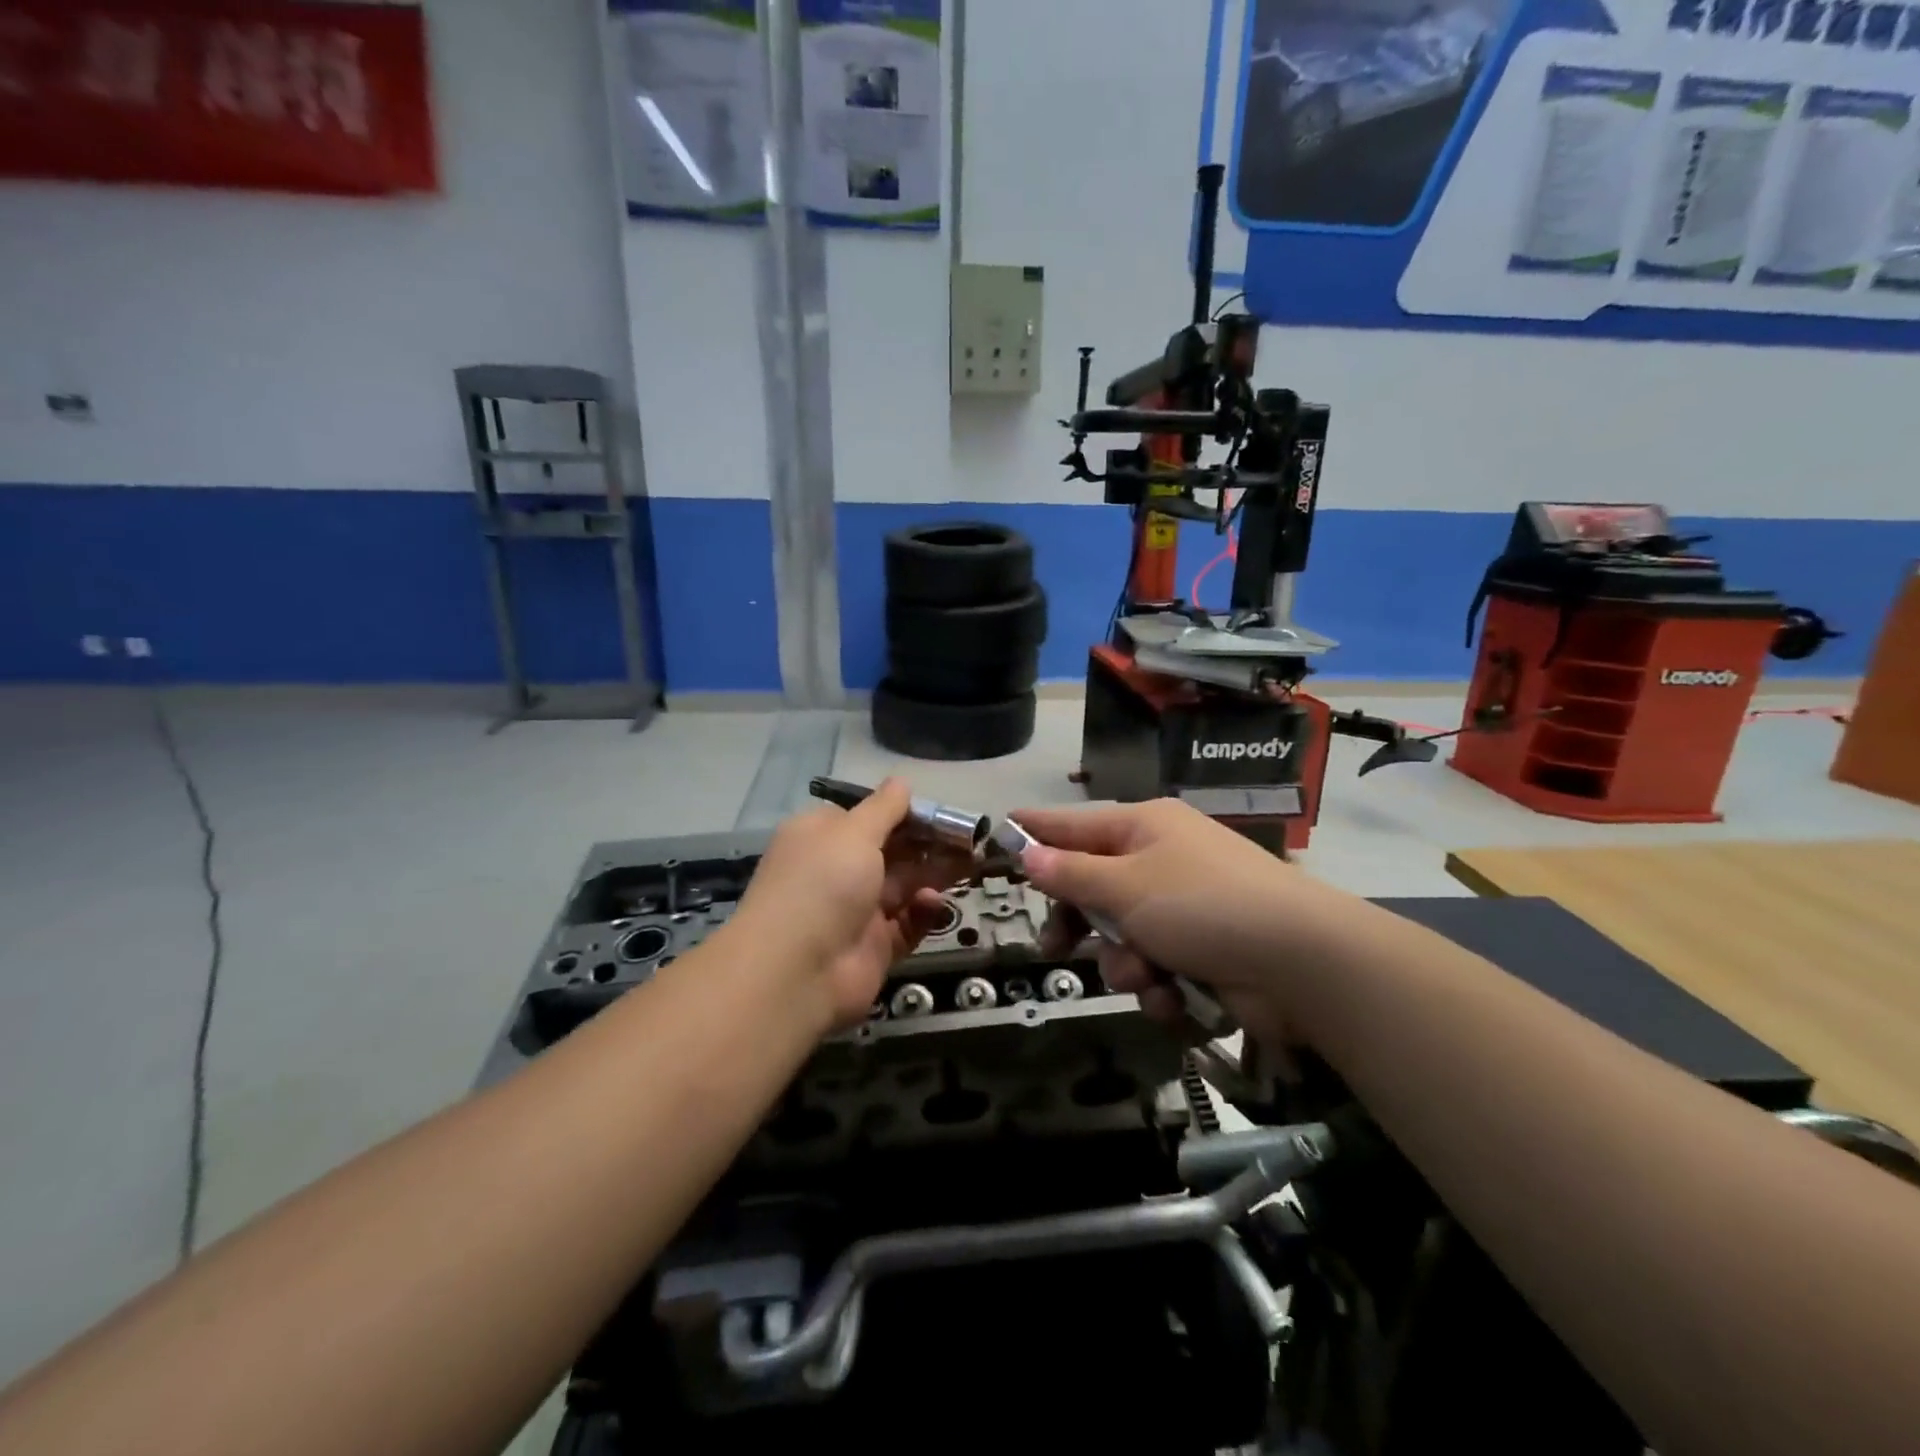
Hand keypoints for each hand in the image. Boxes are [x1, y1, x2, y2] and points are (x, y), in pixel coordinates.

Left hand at [733, 779, 952, 1032]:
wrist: (797, 971)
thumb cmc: (823, 883)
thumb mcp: (853, 831)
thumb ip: (884, 808)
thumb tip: (901, 782)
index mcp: (823, 838)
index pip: (866, 817)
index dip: (903, 813)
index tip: (938, 811)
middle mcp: (838, 872)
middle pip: (892, 851)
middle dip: (928, 843)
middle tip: (970, 838)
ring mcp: (857, 911)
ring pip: (904, 886)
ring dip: (934, 874)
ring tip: (969, 863)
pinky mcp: (875, 947)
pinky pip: (907, 924)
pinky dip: (923, 912)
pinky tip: (934, 902)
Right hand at [1015, 799, 1341, 1044]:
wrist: (1300, 963)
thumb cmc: (1201, 906)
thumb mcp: (1124, 886)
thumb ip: (1070, 873)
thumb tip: (1027, 851)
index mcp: (1144, 827)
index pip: (1072, 823)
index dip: (1033, 831)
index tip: (996, 835)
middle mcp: (1163, 859)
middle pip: (1095, 887)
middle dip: (1080, 923)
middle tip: (1053, 948)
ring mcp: (1187, 906)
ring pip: (1124, 936)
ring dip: (1125, 964)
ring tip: (1145, 977)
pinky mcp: (1205, 951)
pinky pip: (1157, 967)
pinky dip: (1159, 987)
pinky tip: (1173, 998)